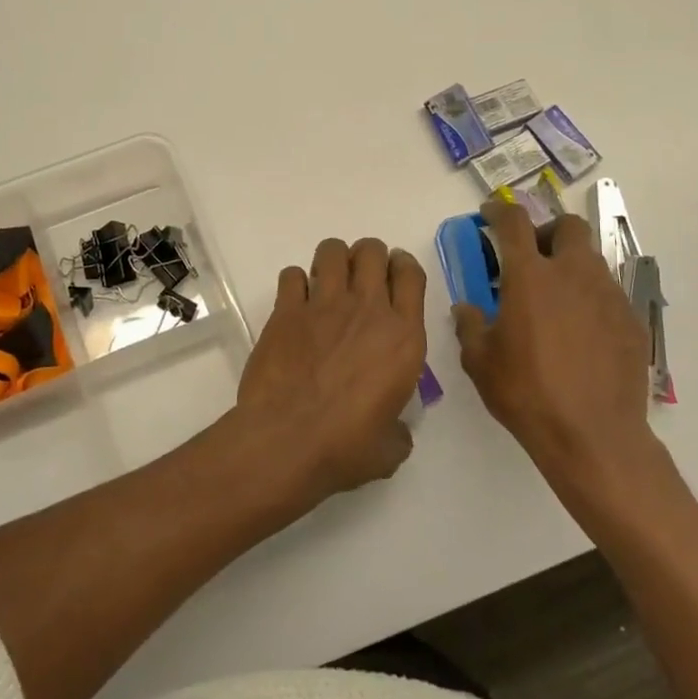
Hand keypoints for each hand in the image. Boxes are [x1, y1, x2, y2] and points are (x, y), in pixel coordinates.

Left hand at [218, 237, 427, 514]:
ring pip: (332, 250)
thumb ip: (398, 427)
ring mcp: (323, 305)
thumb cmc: (346, 448)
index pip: (411, 275)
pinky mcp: (286, 311)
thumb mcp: (391, 447)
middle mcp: (367, 310)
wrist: (287, 442)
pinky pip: (292, 274)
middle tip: (360, 282)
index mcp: (403, 337)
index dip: (403, 267)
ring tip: (328, 284)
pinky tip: (295, 304)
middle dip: (367, 257)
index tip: (395, 276)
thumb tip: (392, 426)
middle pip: (371, 250)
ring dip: (333, 261)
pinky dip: (295, 284)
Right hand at [453, 202, 657, 489]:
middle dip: (547, 231)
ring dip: (569, 265)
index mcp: (530, 276)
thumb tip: (468, 308)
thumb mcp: (480, 361)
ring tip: (554, 300)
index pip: (514, 222)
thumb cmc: (526, 393)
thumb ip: (470, 325)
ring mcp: (608, 296)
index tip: (490, 215)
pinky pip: (608, 293)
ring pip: (590, 260)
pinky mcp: (631, 321)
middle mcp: (573, 274)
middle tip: (531, 257)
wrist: (593, 436)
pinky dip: (589, 298)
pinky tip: (579, 332)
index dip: (499, 211)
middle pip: (567, 226)